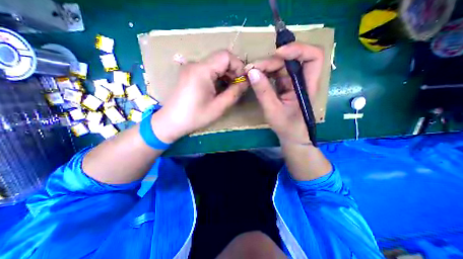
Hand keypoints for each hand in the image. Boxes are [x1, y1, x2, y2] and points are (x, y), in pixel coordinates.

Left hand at [153, 49, 247, 142]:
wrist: (171, 122)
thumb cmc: (195, 116)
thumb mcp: (219, 107)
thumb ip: (234, 92)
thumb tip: (245, 82)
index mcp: (202, 70)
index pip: (226, 56)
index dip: (238, 66)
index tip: (242, 81)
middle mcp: (196, 64)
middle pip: (221, 59)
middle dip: (233, 71)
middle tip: (237, 87)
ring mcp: (191, 68)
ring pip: (215, 64)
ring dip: (226, 75)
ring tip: (229, 89)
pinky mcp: (190, 74)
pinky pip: (208, 70)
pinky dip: (217, 77)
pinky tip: (219, 89)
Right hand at [243, 41, 322, 143]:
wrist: (291, 135)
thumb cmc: (287, 126)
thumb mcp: (273, 110)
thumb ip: (263, 92)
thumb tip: (251, 72)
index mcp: (306, 86)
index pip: (313, 57)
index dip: (298, 50)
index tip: (278, 54)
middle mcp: (301, 80)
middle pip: (290, 60)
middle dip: (270, 61)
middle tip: (251, 68)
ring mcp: (292, 82)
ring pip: (281, 66)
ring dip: (265, 66)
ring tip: (250, 72)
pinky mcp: (285, 86)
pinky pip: (275, 74)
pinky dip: (265, 73)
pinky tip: (255, 77)